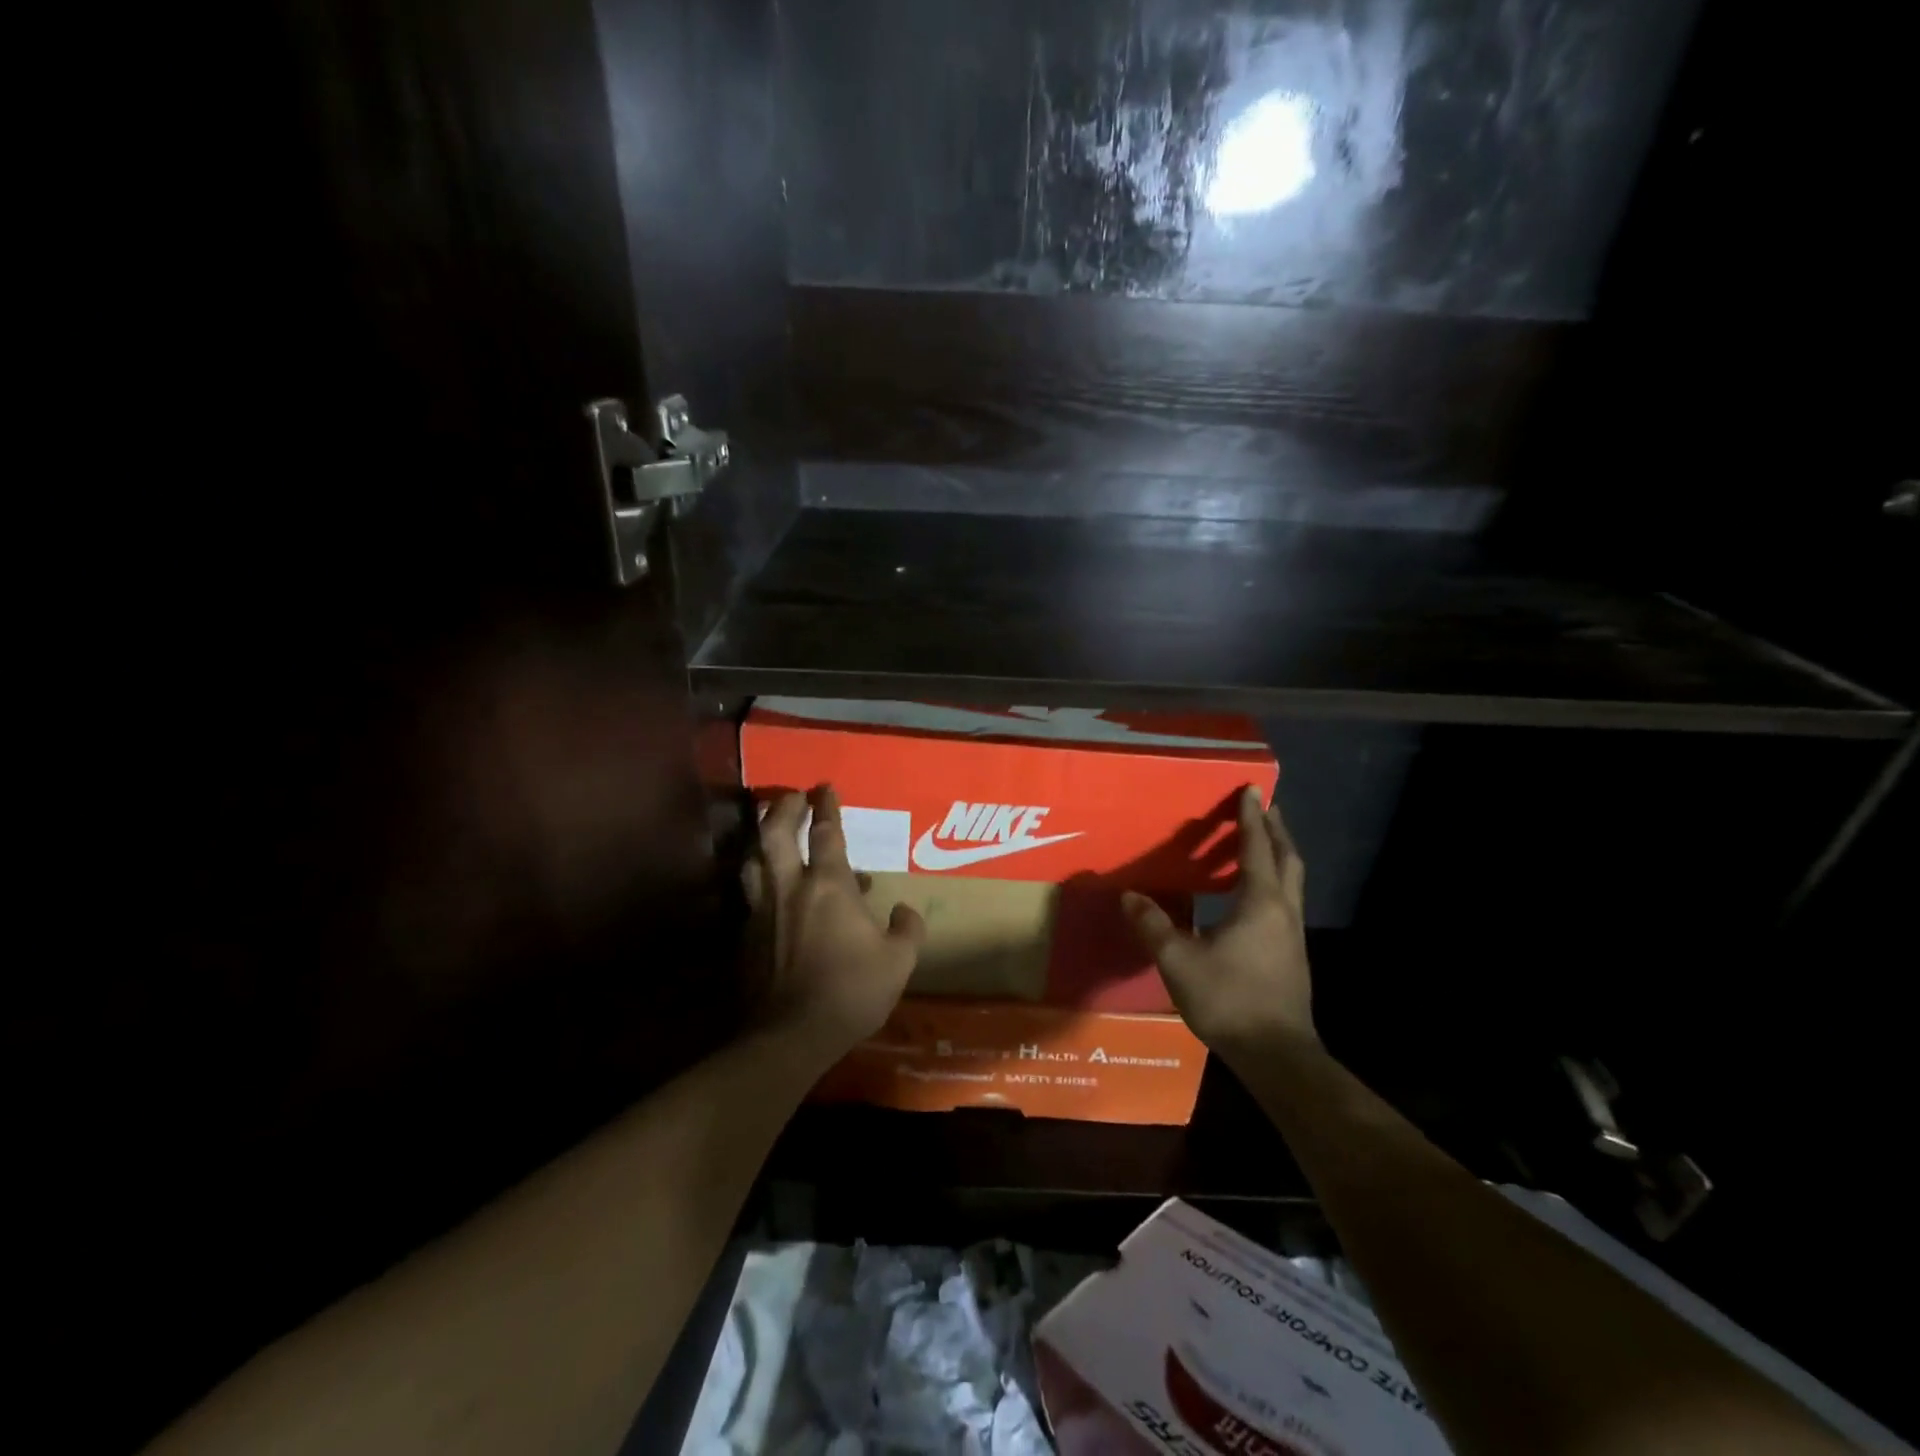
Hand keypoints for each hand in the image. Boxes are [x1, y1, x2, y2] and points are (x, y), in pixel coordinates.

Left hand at [747, 786, 925, 1066]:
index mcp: (829, 886)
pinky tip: (769, 890)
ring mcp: (762, 911)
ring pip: (753, 860)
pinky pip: (750, 894)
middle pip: (775, 833)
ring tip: (768, 830)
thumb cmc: (852, 991)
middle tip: (791, 796)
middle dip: (783, 808)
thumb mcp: (898, 961)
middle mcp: (790, 888)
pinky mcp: (746, 936)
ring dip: (760, 838)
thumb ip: (907, 929)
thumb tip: (905, 911)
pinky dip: (759, 880)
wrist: (791, 1034)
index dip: (826, 807)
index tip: (824, 787)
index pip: (825, 833)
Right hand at [1122, 786, 1315, 1062]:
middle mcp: (1283, 910)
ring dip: (1279, 855)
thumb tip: (1128, 896)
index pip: (1256, 847)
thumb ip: (1153, 925)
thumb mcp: (1179, 960)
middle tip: (1265, 808)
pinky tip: (1255, 896)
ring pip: (1292, 881)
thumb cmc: (1229, 999)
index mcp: (1260, 902)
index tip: (1251, 789)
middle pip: (1287, 858)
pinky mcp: (1293, 955)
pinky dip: (1275, 882)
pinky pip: (1287, 902)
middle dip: (1276, 830)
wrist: (1276, 1054)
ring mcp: (1293, 934)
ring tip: (1262, 843)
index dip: (1252, 817)